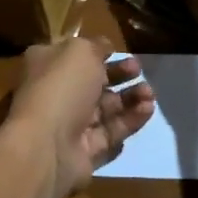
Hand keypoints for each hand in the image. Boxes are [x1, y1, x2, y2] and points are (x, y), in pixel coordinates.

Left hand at [2, 37, 155, 197]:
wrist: (47, 146)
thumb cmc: (61, 87)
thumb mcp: (80, 51)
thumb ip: (96, 46)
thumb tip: (105, 47)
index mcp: (46, 65)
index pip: (74, 56)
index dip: (99, 53)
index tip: (121, 52)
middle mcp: (56, 93)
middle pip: (93, 82)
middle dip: (120, 75)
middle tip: (140, 72)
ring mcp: (69, 124)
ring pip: (105, 109)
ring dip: (130, 98)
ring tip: (150, 94)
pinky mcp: (84, 151)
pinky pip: (111, 133)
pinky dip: (130, 121)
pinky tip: (147, 110)